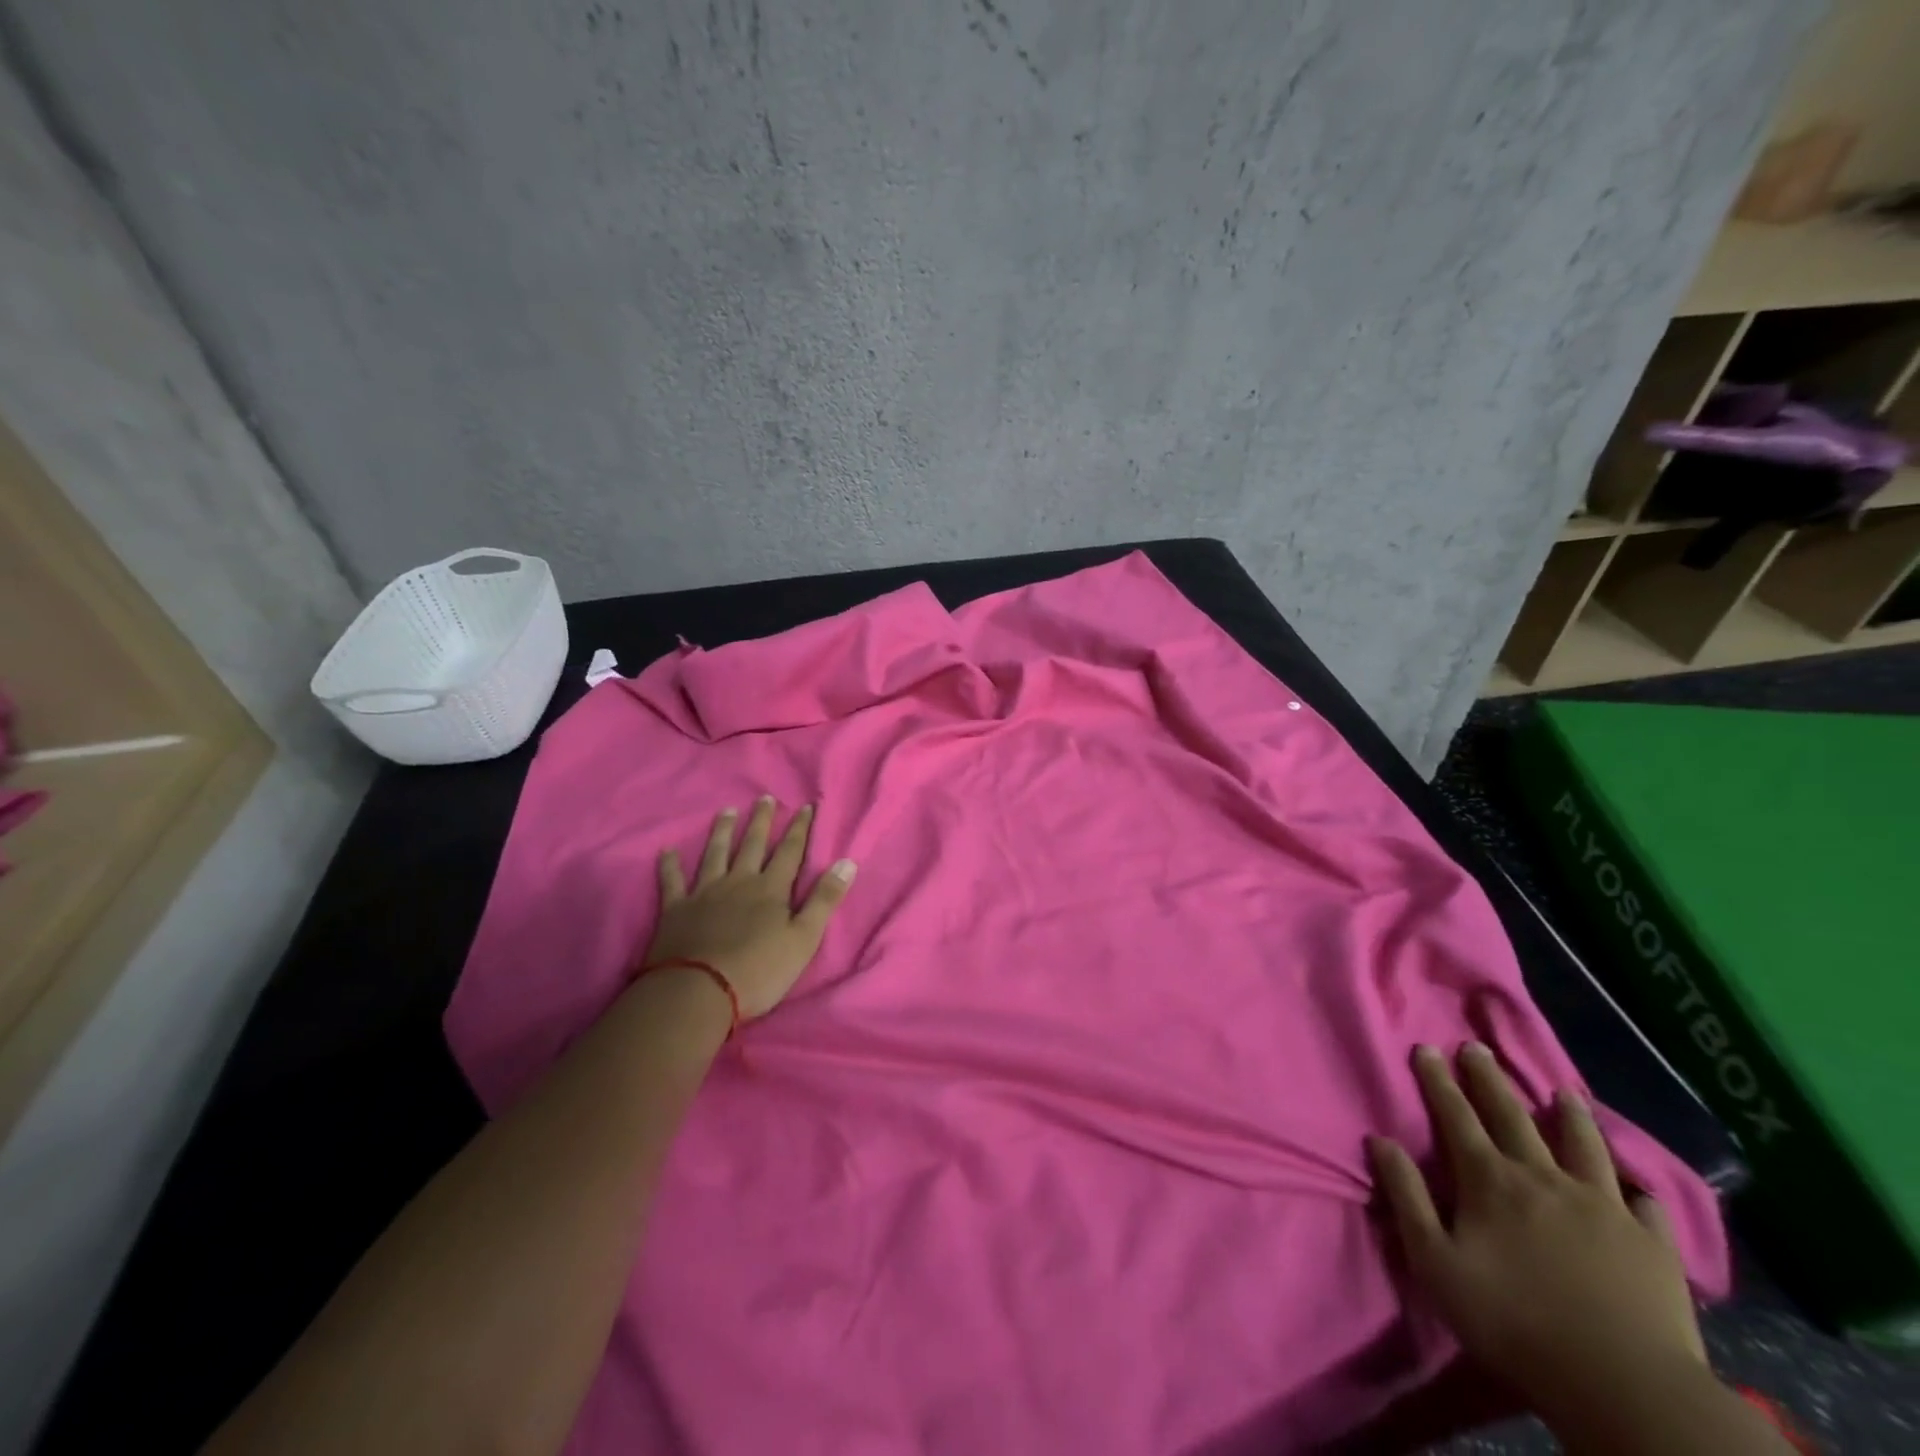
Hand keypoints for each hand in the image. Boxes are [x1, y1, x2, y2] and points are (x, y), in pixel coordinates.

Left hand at [643, 798, 855, 1018]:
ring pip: (715, 854)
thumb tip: (847, 863)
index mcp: (771, 890)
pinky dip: (669, 866)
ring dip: (722, 832)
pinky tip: (666, 851)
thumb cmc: (759, 970)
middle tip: (765, 798)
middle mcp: (739, 882)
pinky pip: (672, 881)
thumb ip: (824, 900)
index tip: (806, 807)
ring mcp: (705, 893)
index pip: (790, 852)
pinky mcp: (676, 910)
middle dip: (761, 821)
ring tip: (726, 811)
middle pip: (752, 845)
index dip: (799, 829)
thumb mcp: (804, 939)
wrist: (699, 992)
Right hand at [1368, 1044, 1708, 1427]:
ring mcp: (1603, 1207)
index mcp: (1491, 1180)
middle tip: (1477, 1047)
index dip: (1438, 1080)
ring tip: (1564, 1092)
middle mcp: (1544, 1178)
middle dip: (1489, 1079)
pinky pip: (1645, 1205)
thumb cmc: (1514, 1321)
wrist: (1624, 1386)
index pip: (1456, 1116)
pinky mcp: (1651, 1244)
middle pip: (1512, 1116)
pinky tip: (1636, 1188)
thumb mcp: (1435, 1261)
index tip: (1426, 1048)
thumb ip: (1407, 1196)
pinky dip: (1637, 1190)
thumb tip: (1380, 1140)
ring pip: (1583, 1146)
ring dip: (1570, 1116)